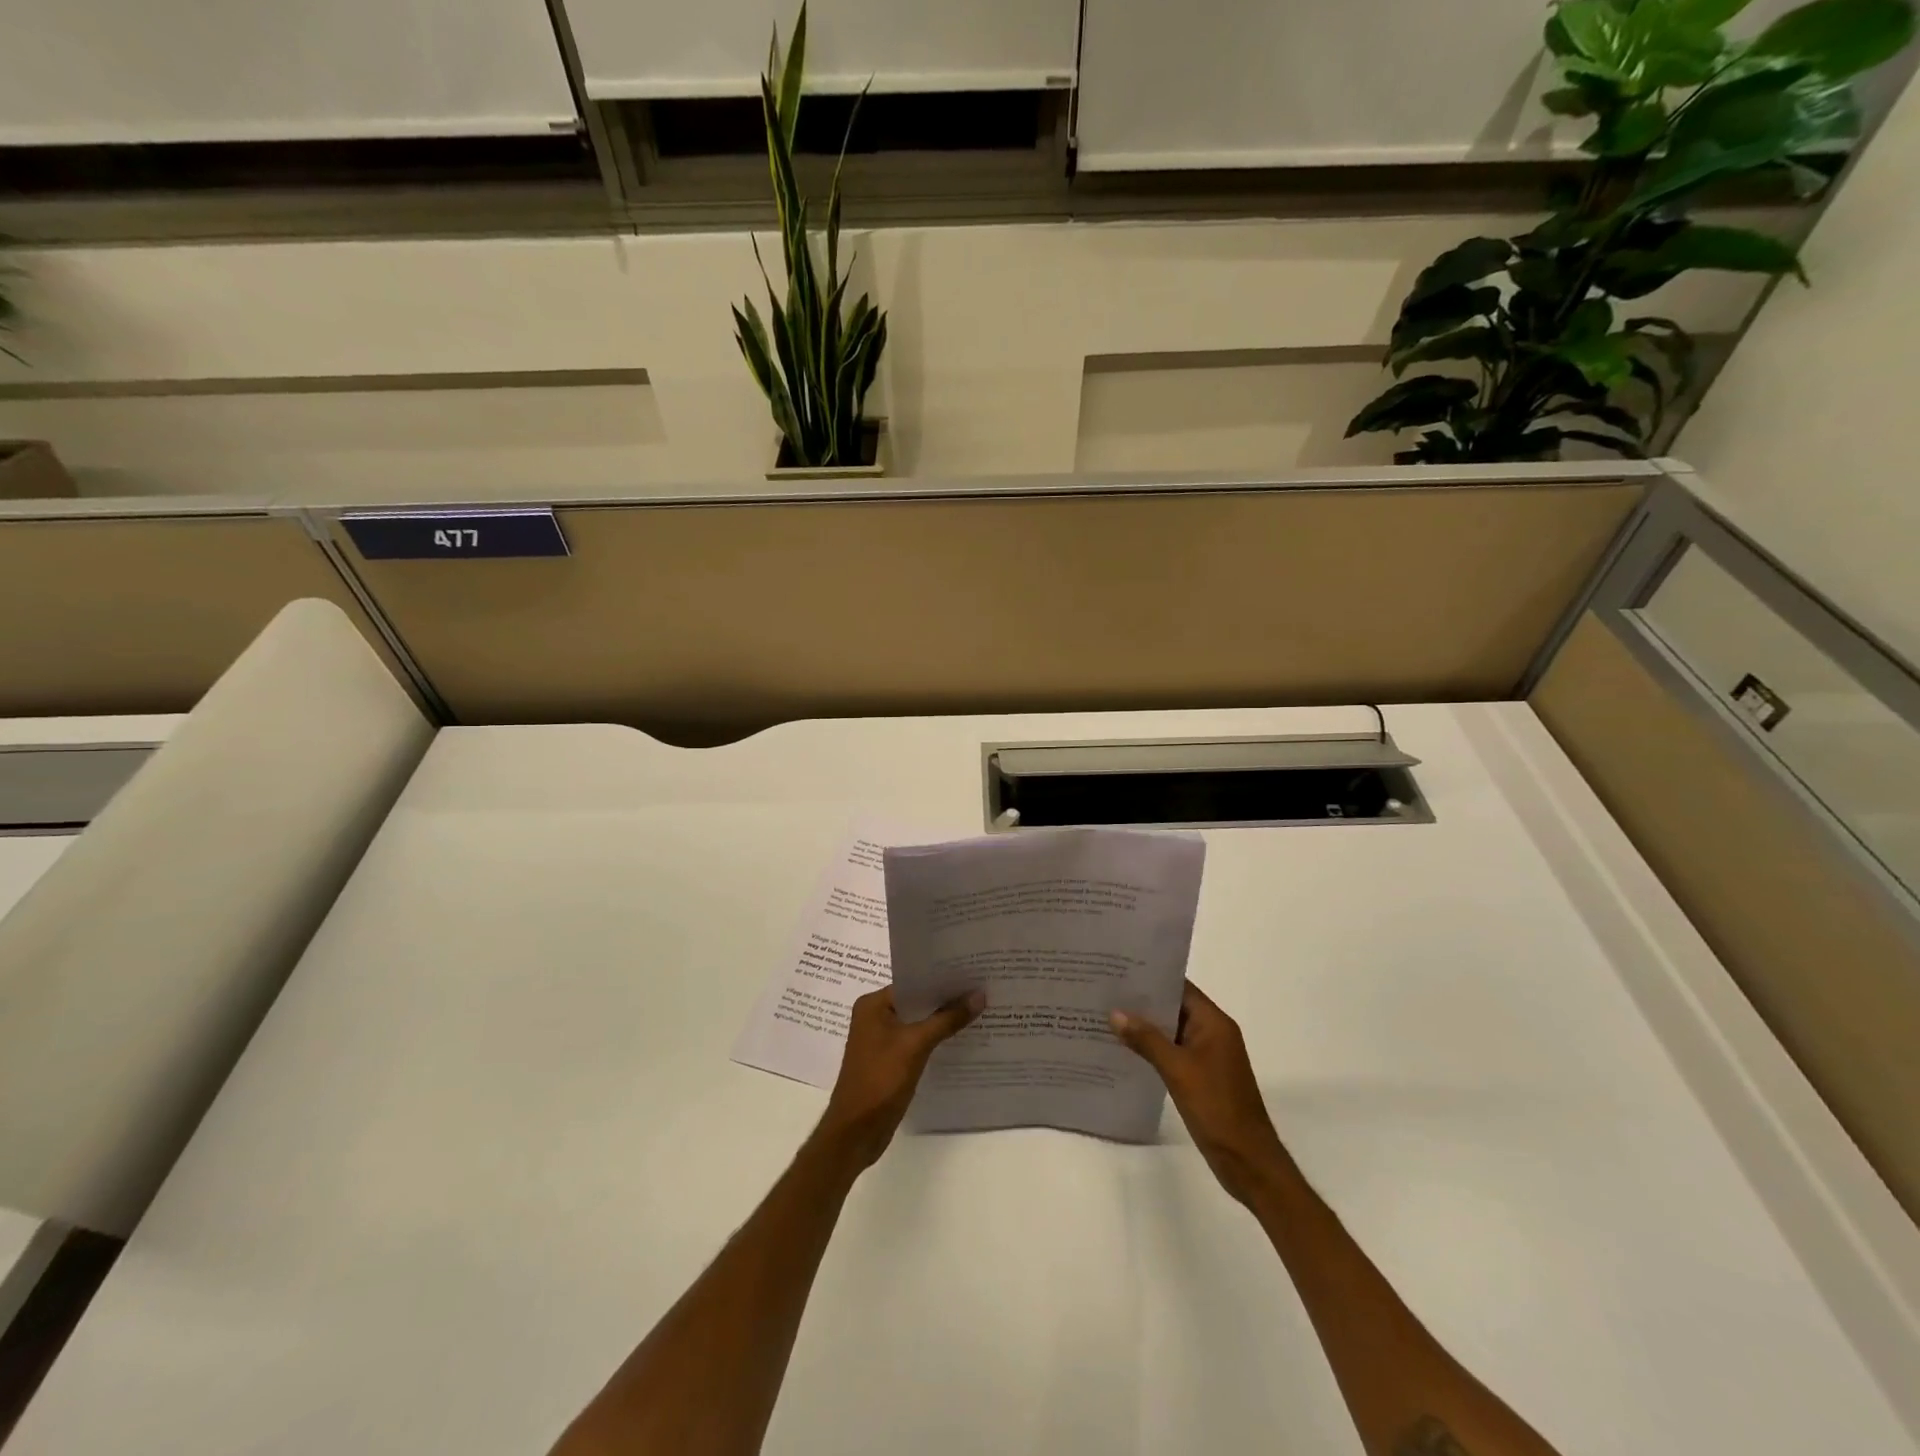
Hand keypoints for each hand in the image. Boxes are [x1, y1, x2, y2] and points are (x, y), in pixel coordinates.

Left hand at [817, 987, 984, 1170]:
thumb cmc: (880, 1080)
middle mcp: (875, 1017)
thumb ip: (947, 1019)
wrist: (856, 1133)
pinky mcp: (890, 1061)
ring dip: (943, 1021)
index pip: (913, 982)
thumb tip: (979, 995)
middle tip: (982, 990)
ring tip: (979, 1011)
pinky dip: (936, 1040)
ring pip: (919, 1023)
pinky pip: (917, 1042)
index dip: (942, 979)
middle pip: (917, 1002)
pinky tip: (962, 1040)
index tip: (972, 973)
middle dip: (946, 1000)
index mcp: (873, 1004)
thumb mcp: (915, 1045)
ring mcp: (882, 1041)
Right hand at [1111, 982, 1287, 1205]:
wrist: (1247, 1160)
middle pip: (1174, 1007)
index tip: (1119, 970)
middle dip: (1143, 1002)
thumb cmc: (1216, 1107)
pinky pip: (1173, 1052)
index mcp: (1214, 1023)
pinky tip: (1125, 1050)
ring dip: (1145, 1026)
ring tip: (1107, 1017)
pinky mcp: (1201, 1076)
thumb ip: (1146, 1039)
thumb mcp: (1177, 1070)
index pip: (1180, 987)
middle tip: (1105, 991)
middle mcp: (1212, 1033)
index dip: (1151, 977)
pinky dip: (1152, 1048)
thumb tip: (1115, 1013)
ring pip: (1171, 1031)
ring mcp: (1208, 1056)